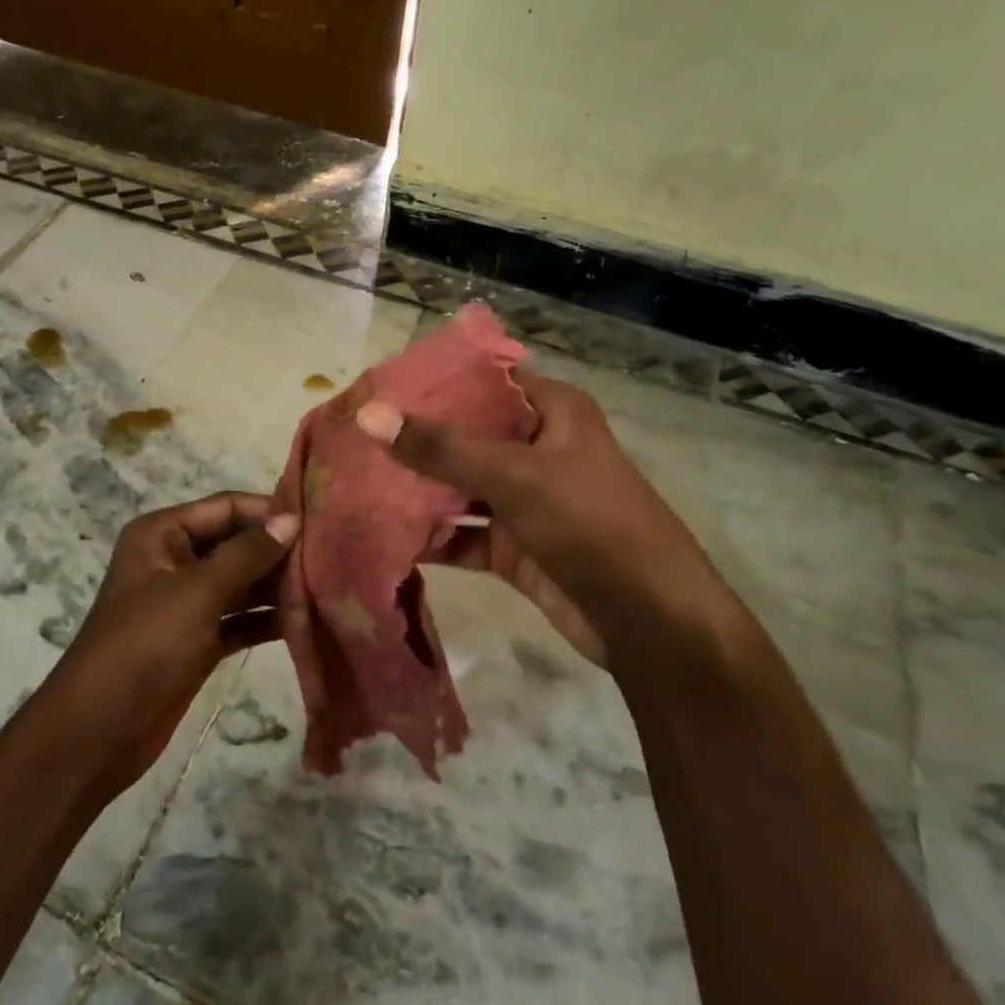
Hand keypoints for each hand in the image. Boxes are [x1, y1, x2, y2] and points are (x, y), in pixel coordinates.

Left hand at [47, 491, 298, 795]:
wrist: (98, 732)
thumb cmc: (143, 646)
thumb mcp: (196, 592)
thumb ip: (246, 554)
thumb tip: (291, 519)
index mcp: (162, 534)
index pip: (226, 507)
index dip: (269, 512)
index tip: (318, 520)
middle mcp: (175, 560)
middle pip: (237, 544)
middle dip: (279, 551)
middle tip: (332, 555)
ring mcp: (187, 602)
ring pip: (242, 583)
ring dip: (278, 586)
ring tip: (328, 585)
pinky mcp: (198, 640)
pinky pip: (240, 619)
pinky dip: (267, 619)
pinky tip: (307, 620)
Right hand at [357, 372, 737, 677]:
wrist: (651, 623)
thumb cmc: (590, 525)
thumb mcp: (514, 476)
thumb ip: (440, 448)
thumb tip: (369, 414)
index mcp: (552, 412)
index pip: (484, 381)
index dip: (433, 382)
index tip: (377, 386)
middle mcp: (538, 449)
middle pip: (466, 435)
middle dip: (414, 439)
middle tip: (353, 437)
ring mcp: (527, 501)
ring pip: (461, 487)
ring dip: (417, 490)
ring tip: (355, 482)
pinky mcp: (516, 548)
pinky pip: (464, 534)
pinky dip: (432, 536)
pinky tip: (382, 534)